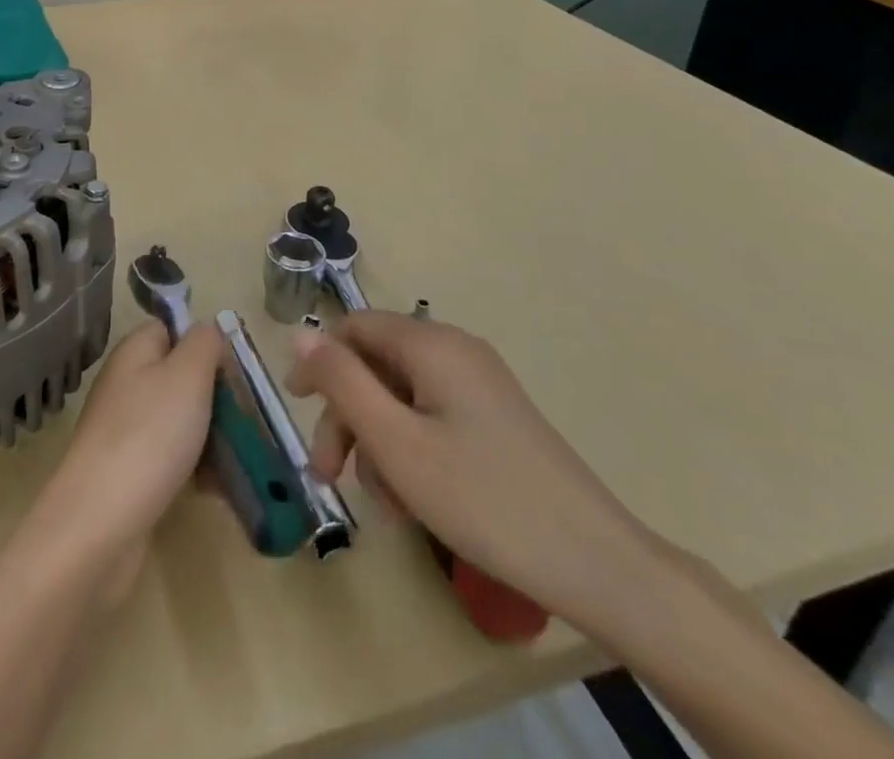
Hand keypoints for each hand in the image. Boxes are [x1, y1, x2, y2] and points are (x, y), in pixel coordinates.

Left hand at [36, 321, 222, 604]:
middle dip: (215, 396)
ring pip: (180, 421)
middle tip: (247, 418)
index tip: (235, 370)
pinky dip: (195, 470)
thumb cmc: (150, 435)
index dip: (204, 344)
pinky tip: (217, 490)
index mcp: (134, 352)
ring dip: (211, 437)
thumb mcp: (187, 374)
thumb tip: (208, 331)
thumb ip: (204, 343)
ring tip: (242, 458)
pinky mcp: (129, 474)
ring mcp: (125, 431)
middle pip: (180, 377)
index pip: (171, 329)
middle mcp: (126, 385)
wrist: (100, 523)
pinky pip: (171, 460)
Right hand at [286, 312, 660, 639]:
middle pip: (376, 365)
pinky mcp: (495, 418)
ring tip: (384, 502)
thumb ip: (341, 381)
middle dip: (347, 416)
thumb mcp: (396, 442)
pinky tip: (414, 499)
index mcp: (431, 344)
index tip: (296, 408)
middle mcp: (455, 351)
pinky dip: (410, 449)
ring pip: (401, 396)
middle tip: (330, 475)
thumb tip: (300, 332)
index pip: (353, 327)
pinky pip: (432, 417)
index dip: (318, 361)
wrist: (598, 565)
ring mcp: (479, 385)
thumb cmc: (483, 499)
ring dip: (377, 441)